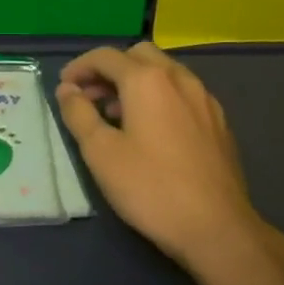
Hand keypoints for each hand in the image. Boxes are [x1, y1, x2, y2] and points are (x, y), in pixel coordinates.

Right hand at [56, 43, 283, 278]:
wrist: (218, 229)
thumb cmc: (150, 187)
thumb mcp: (100, 152)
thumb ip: (78, 113)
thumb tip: (68, 89)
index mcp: (147, 79)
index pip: (105, 56)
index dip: (79, 67)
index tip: (64, 88)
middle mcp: (179, 78)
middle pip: (138, 55)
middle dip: (110, 69)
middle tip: (90, 97)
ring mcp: (204, 98)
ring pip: (164, 72)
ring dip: (135, 82)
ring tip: (116, 116)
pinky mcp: (219, 121)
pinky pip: (182, 93)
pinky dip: (160, 97)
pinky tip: (152, 131)